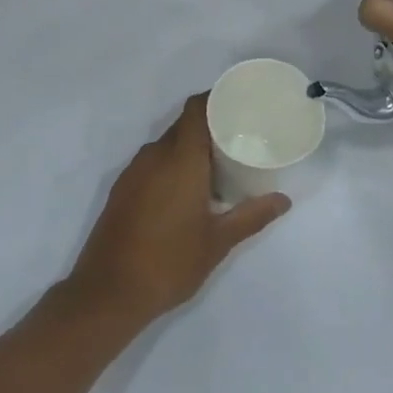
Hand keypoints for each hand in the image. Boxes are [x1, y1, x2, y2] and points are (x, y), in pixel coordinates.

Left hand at [67, 96, 289, 325]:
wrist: (108, 292)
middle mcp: (154, 156)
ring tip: (218, 166)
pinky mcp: (122, 188)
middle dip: (209, 127)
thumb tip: (283, 200)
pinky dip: (171, 165)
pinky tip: (187, 190)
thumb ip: (251, 216)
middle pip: (183, 126)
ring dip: (189, 148)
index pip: (196, 110)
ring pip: (166, 145)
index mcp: (180, 159)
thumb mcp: (218, 242)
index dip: (215, 100)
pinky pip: (152, 162)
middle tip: (238, 139)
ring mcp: (133, 171)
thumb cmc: (170, 263)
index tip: (239, 105)